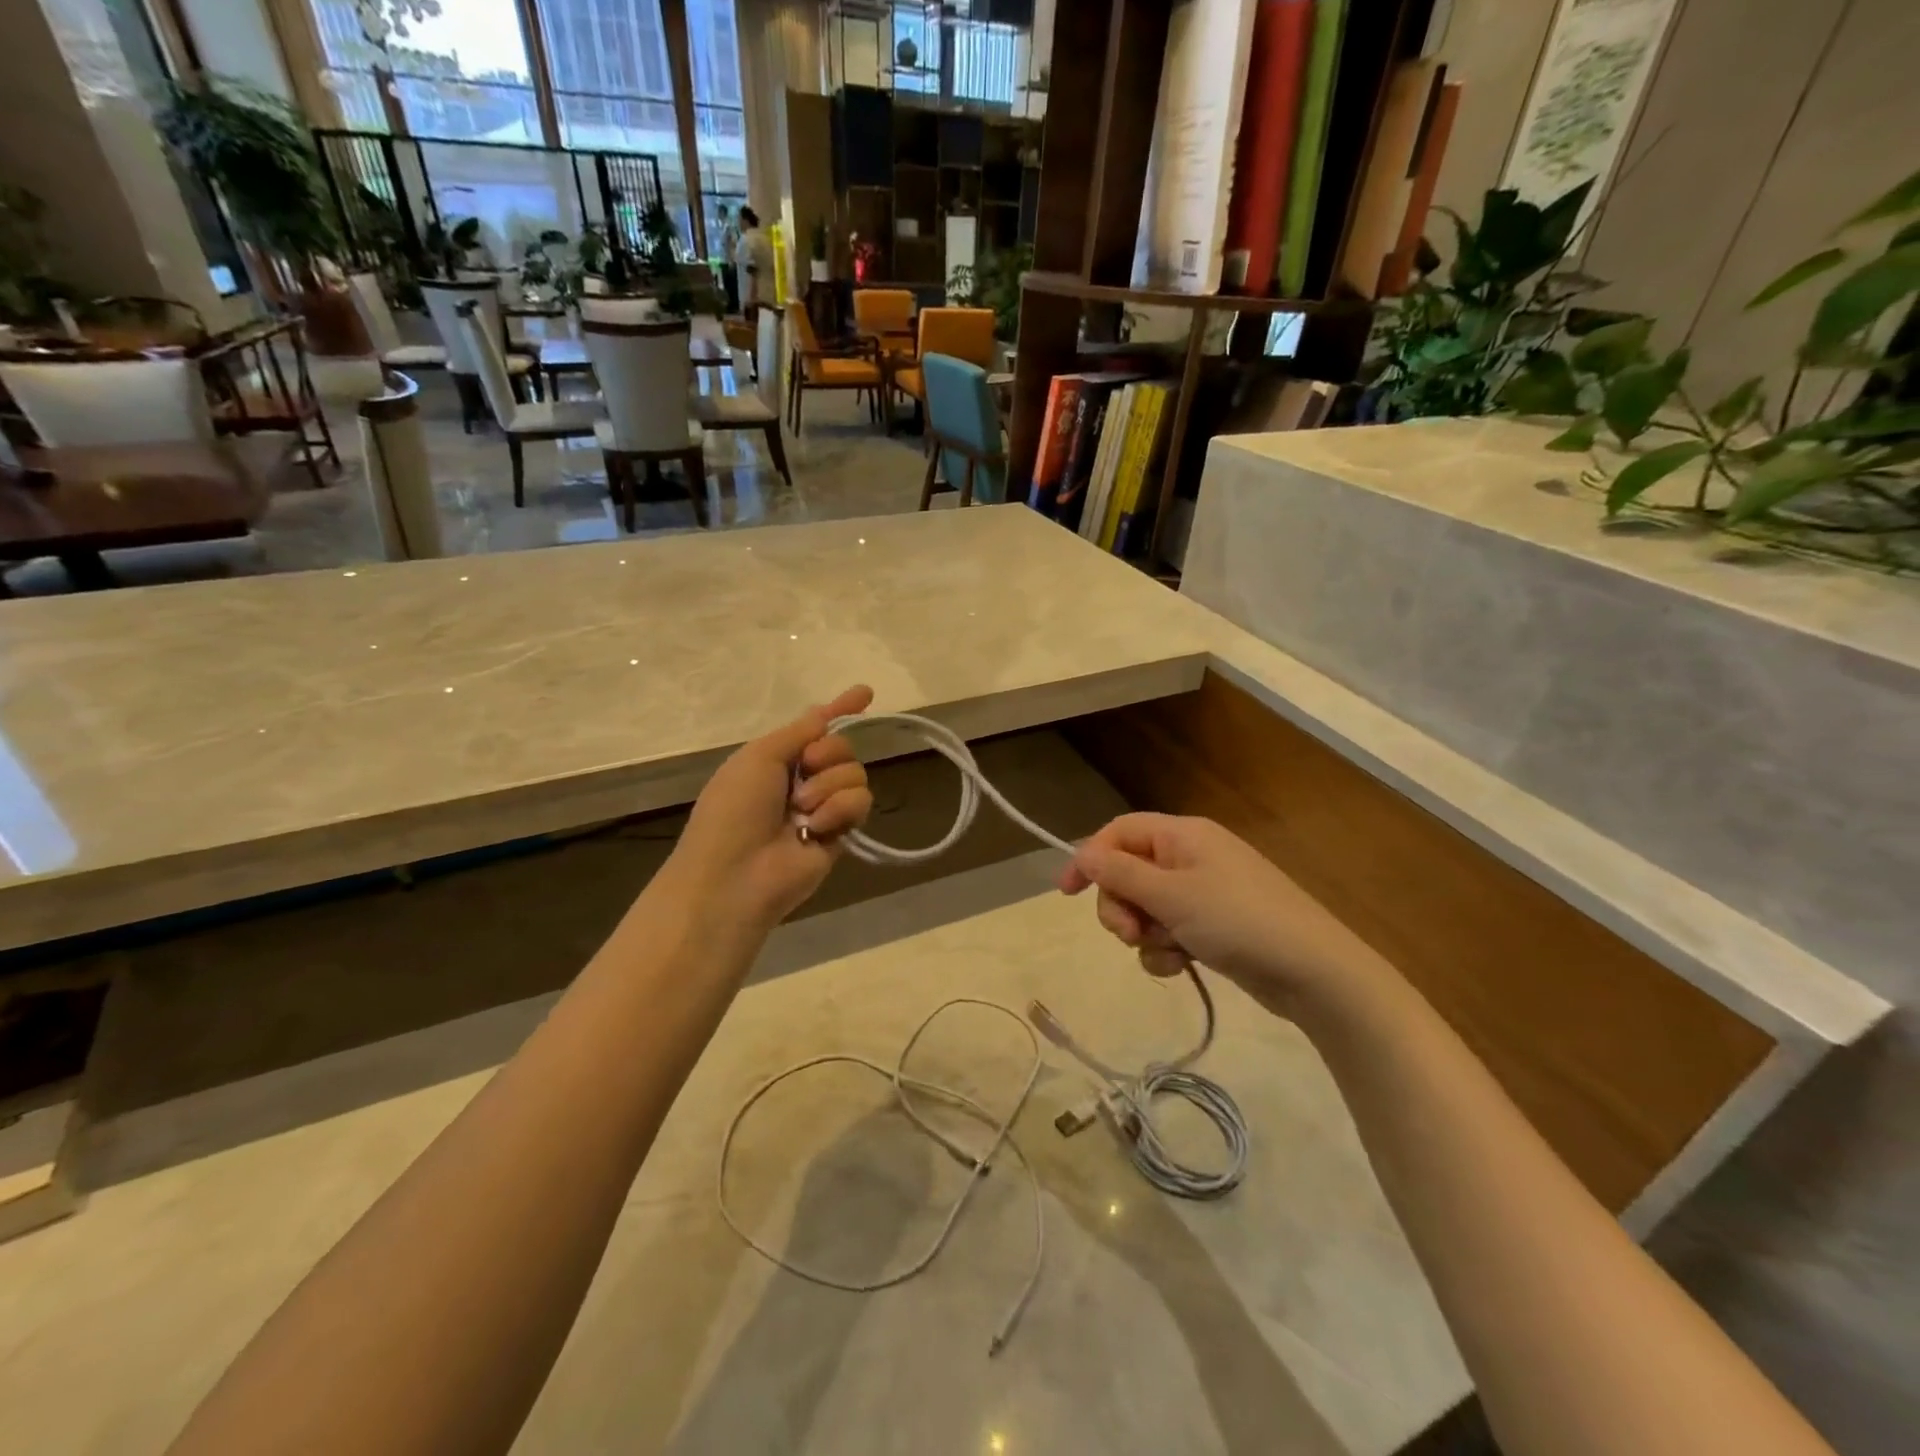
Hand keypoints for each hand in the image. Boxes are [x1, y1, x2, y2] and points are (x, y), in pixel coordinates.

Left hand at [669, 685, 875, 930]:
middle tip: (805, 769)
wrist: (736, 874)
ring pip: (855, 773)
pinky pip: (860, 802)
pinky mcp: (842, 833)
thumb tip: (825, 713)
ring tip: (802, 810)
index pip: (816, 727)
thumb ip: (798, 732)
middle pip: (842, 747)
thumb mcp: (758, 757)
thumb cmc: (734, 810)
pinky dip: (839, 809)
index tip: (866, 692)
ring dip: (828, 786)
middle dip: (828, 753)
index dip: (840, 709)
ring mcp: (824, 807)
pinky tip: (816, 828)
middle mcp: (803, 779)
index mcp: (778, 758)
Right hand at [1058, 813, 1388, 1010]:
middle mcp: (1189, 857)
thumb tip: (1082, 854)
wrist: (1312, 972)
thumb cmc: (1238, 921)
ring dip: (1144, 933)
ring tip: (1168, 952)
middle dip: (1120, 906)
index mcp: (1182, 835)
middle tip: (1130, 933)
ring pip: (1145, 907)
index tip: (1067, 893)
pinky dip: (1167, 949)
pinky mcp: (1211, 926)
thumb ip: (1120, 874)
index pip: (1119, 832)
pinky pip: (1169, 930)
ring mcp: (1202, 893)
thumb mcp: (1171, 896)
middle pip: (1128, 873)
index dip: (1089, 858)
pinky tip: (1183, 966)